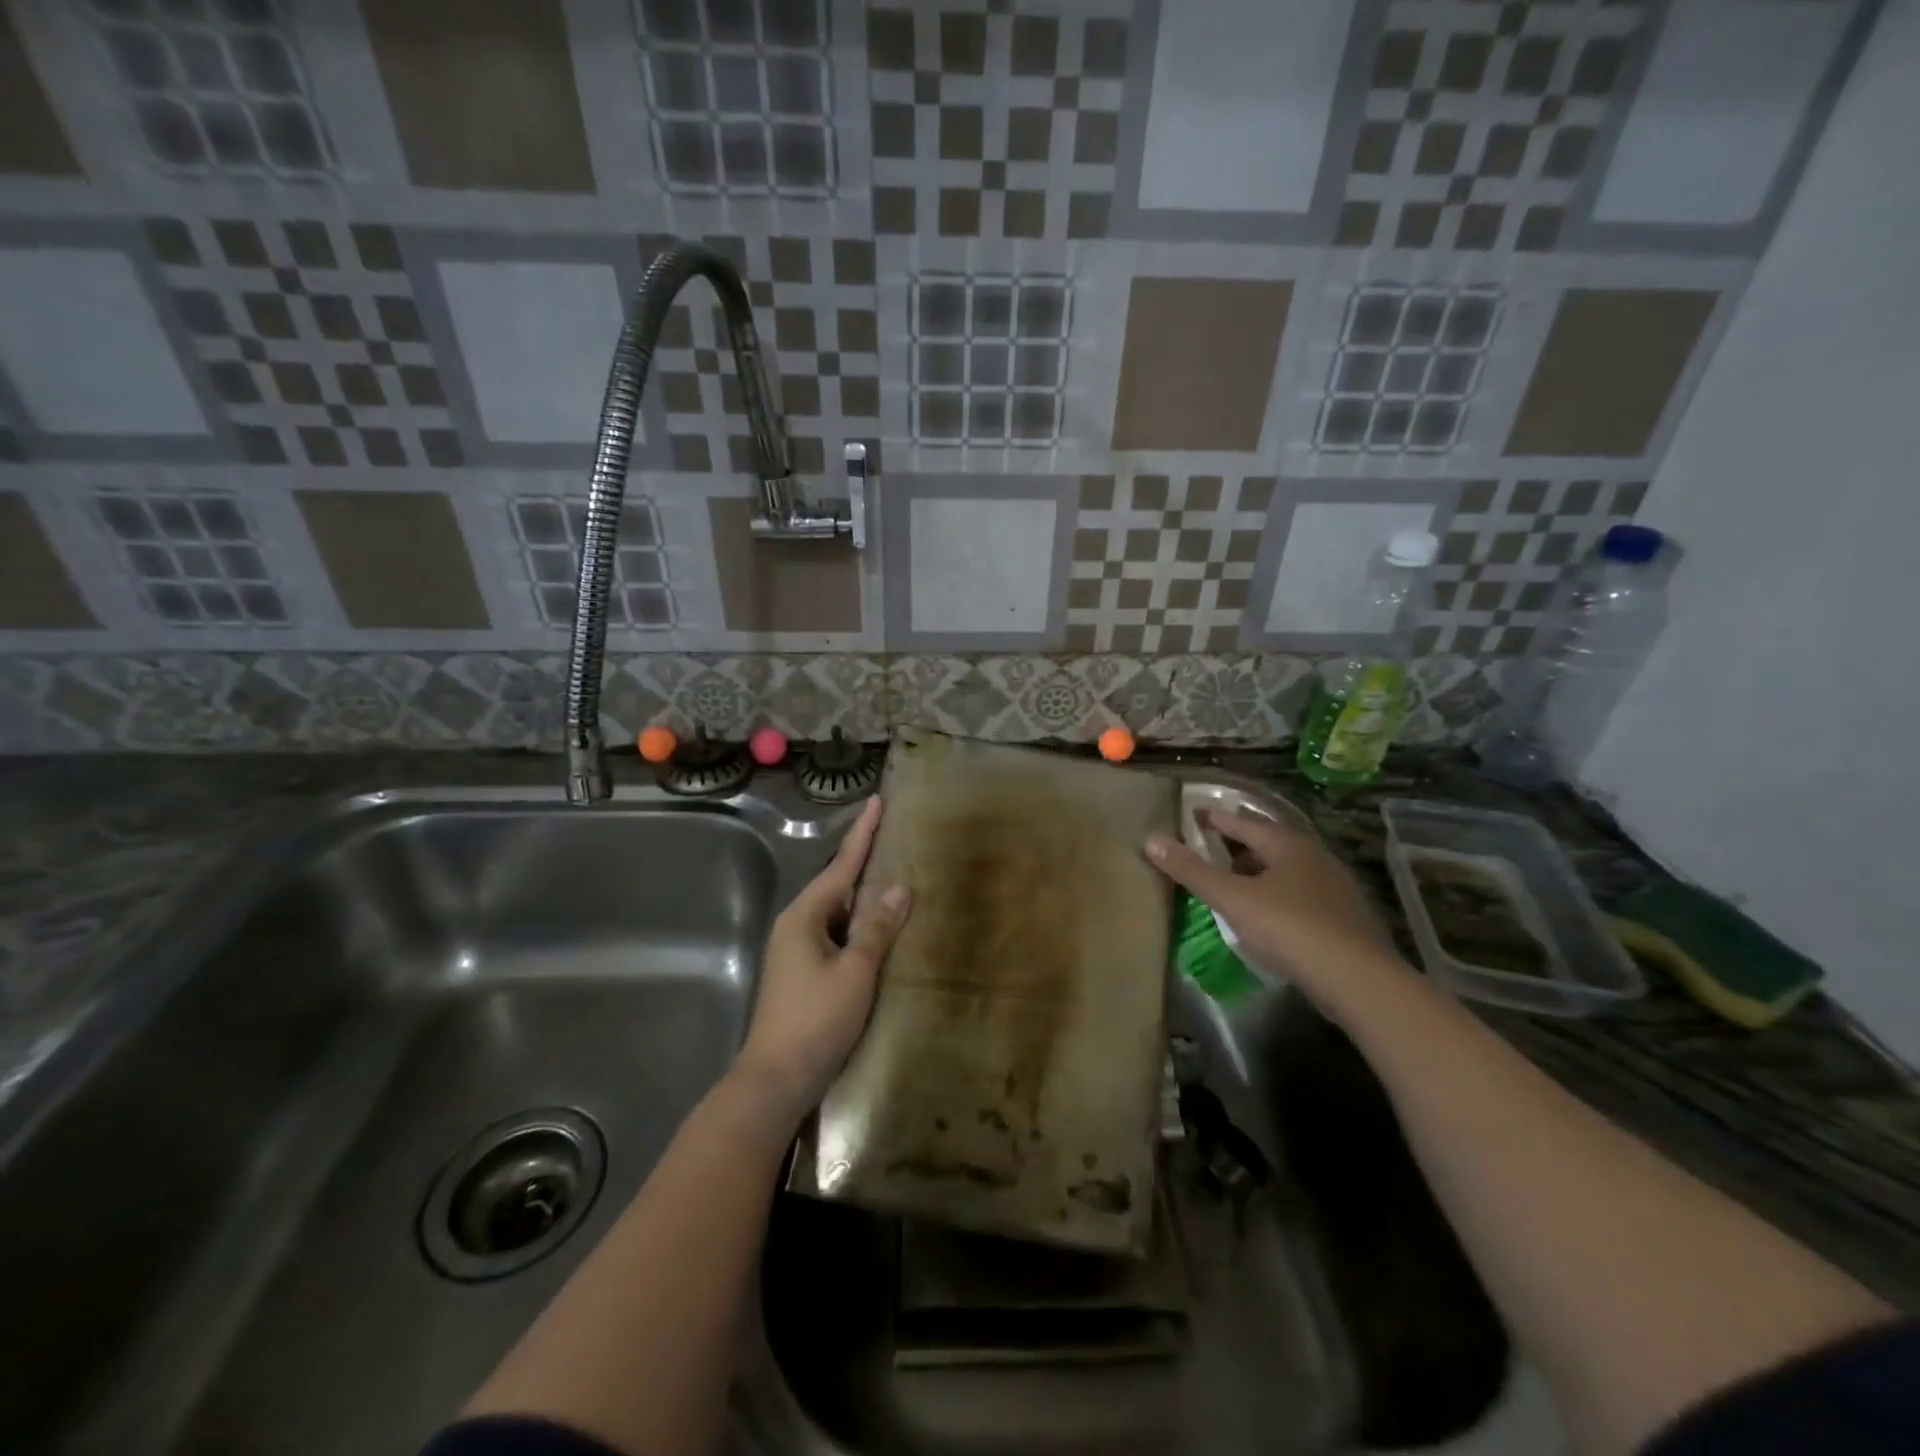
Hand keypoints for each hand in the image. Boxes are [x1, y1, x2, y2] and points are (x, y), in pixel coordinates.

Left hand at [737, 797, 910, 1117]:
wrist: (775, 1081)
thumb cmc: (816, 1019)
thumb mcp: (855, 971)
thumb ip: (878, 927)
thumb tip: (899, 887)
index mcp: (805, 916)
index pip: (842, 864)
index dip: (863, 833)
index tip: (877, 801)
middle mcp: (797, 925)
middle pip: (838, 885)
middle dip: (865, 862)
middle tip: (896, 838)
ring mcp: (798, 951)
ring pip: (839, 913)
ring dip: (865, 898)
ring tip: (897, 879)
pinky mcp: (804, 974)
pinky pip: (838, 937)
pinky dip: (860, 928)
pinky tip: (881, 931)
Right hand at [1146, 809, 1394, 996]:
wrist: (1359, 980)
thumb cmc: (1290, 929)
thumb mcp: (1233, 899)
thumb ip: (1192, 871)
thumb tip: (1151, 839)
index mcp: (1287, 844)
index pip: (1243, 821)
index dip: (1215, 818)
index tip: (1193, 814)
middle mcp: (1314, 856)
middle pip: (1268, 842)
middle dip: (1238, 843)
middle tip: (1209, 848)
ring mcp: (1334, 886)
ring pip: (1286, 869)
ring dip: (1258, 871)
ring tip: (1233, 883)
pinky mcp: (1344, 917)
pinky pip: (1300, 894)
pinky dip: (1277, 895)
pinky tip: (1267, 915)